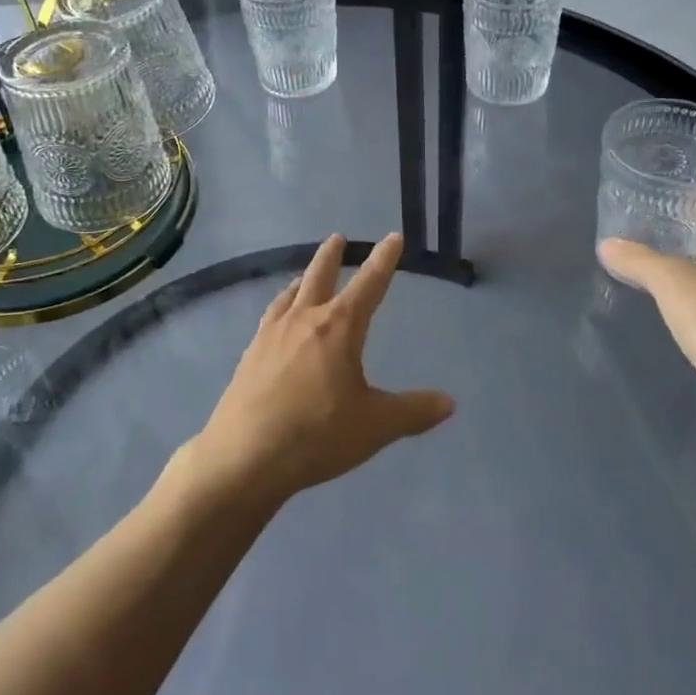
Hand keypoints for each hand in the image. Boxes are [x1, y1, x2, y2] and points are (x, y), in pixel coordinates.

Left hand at [193, 234, 455, 503]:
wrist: (245, 456)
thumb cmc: (317, 435)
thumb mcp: (375, 426)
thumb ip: (413, 412)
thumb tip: (450, 402)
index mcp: (339, 328)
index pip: (369, 284)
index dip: (384, 260)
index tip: (393, 237)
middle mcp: (304, 320)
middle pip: (320, 276)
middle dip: (332, 256)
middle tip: (339, 238)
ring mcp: (271, 335)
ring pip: (290, 294)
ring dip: (302, 279)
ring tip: (305, 276)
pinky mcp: (250, 355)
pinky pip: (270, 317)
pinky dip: (280, 307)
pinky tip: (276, 320)